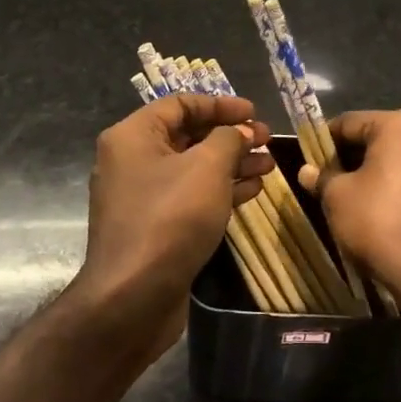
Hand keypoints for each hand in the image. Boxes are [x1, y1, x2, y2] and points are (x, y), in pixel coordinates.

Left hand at [72, 94, 272, 358]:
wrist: (133, 297)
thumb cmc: (170, 218)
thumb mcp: (207, 167)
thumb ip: (229, 139)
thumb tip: (241, 131)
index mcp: (133, 136)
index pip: (180, 104)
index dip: (220, 104)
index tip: (254, 114)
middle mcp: (132, 160)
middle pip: (188, 135)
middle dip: (231, 136)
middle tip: (266, 141)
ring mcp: (142, 196)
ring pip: (193, 168)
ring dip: (232, 164)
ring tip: (268, 166)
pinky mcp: (155, 226)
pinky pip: (190, 196)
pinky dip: (220, 190)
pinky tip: (252, 191)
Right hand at [300, 109, 400, 312]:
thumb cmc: (381, 225)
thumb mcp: (338, 199)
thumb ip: (322, 177)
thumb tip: (308, 170)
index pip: (350, 122)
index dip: (325, 141)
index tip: (311, 161)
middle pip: (382, 138)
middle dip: (356, 157)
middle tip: (332, 182)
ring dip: (382, 172)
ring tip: (361, 200)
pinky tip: (392, 212)